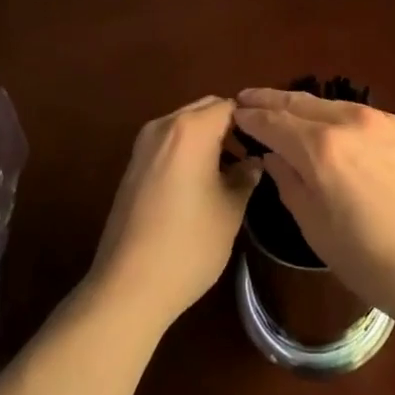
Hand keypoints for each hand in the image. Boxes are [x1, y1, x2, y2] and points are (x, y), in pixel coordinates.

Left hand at [89, 96, 259, 330]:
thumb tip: (254, 162)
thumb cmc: (188, 244)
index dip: (251, 121)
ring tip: (229, 170)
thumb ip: (246, 176)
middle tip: (250, 154)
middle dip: (229, 126)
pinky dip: (188, 150)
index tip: (267, 142)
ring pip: (185, 126)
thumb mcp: (230, 210)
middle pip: (205, 110)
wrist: (127, 288)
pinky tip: (200, 182)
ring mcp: (144, 145)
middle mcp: (165, 126)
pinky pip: (169, 143)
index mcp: (192, 129)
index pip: (230, 106)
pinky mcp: (132, 166)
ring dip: (208, 138)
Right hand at [231, 89, 394, 326]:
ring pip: (335, 105)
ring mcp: (385, 121)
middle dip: (272, 100)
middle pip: (302, 102)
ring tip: (291, 112)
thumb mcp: (317, 230)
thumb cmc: (373, 260)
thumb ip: (290, 184)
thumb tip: (274, 157)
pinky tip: (342, 134)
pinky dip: (344, 121)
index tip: (234, 113)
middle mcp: (351, 120)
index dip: (251, 116)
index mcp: (321, 147)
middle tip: (249, 98)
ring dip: (308, 107)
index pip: (275, 121)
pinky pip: (367, 119)